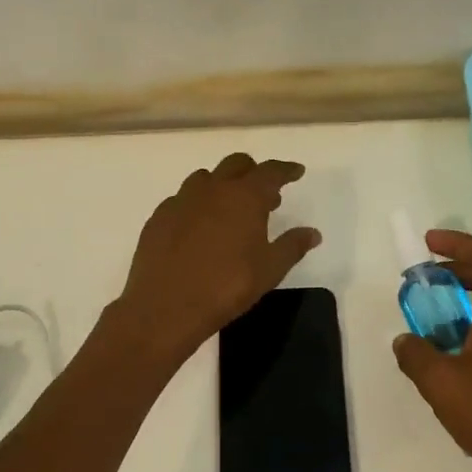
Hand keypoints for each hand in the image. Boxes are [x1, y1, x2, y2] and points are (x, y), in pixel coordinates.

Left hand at [115, 153, 321, 363]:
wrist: (166, 306)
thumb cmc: (227, 286)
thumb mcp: (269, 270)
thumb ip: (292, 246)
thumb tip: (313, 233)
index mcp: (244, 197)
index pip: (270, 171)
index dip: (286, 170)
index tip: (296, 172)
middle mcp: (212, 189)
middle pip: (236, 165)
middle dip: (253, 172)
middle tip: (265, 194)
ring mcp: (181, 200)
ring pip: (205, 178)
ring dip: (222, 185)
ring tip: (230, 209)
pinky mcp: (159, 217)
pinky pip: (182, 199)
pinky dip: (196, 204)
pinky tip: (198, 227)